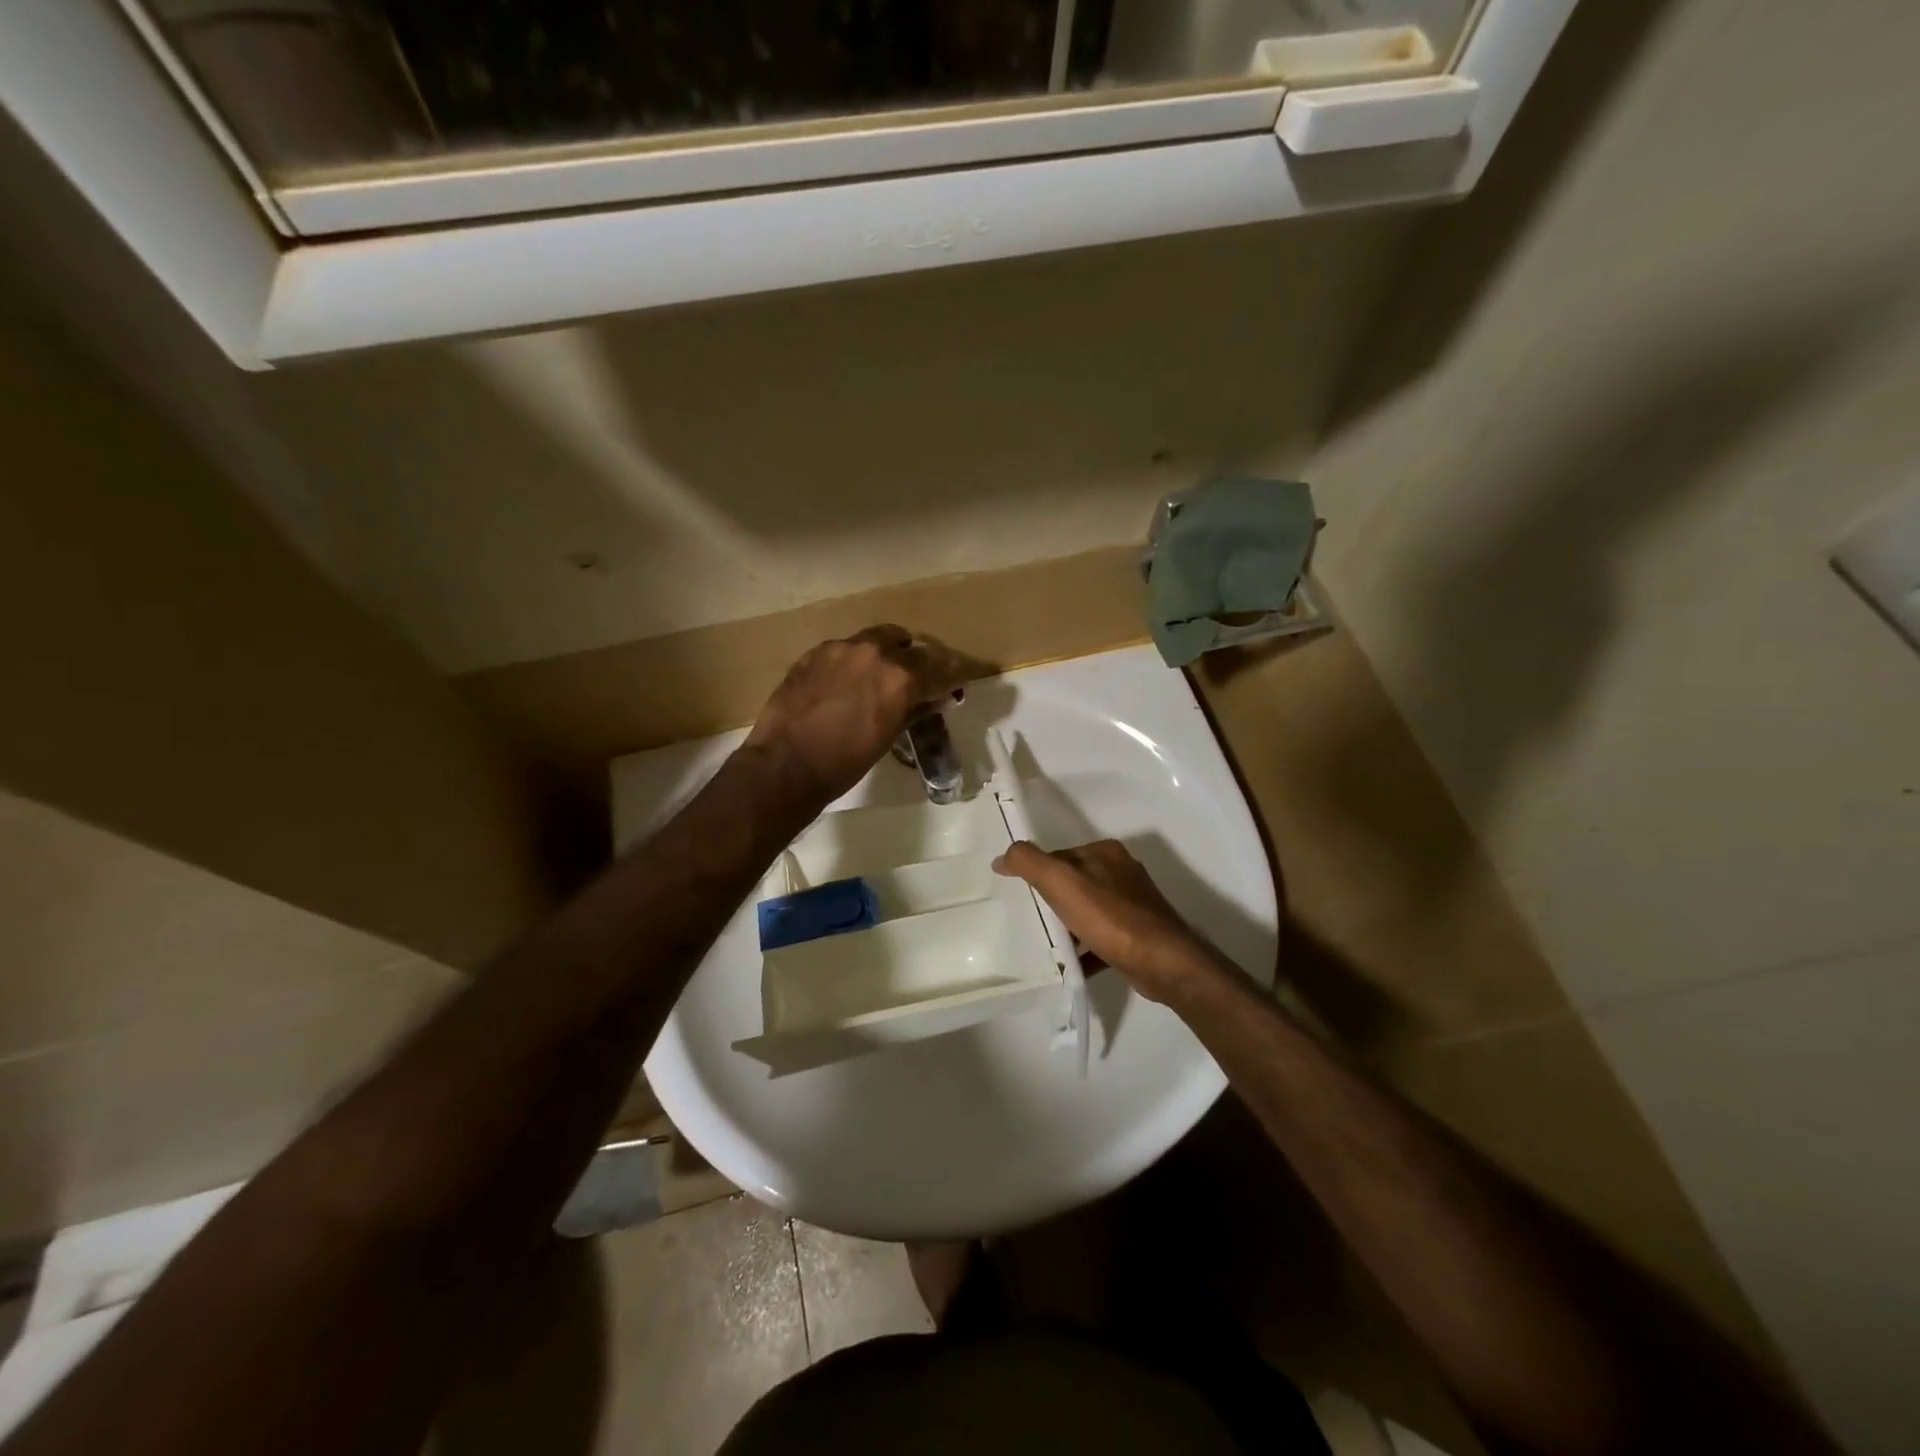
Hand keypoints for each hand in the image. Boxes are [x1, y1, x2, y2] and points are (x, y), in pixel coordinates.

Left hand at [744, 625, 967, 808]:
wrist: (786, 765)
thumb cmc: (845, 762)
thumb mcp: (888, 737)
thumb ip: (916, 710)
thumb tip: (939, 698)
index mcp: (900, 676)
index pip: (939, 668)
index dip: (952, 675)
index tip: (957, 682)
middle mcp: (874, 652)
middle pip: (910, 646)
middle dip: (921, 660)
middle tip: (924, 677)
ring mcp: (841, 648)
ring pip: (877, 639)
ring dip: (889, 651)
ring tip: (888, 670)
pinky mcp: (815, 652)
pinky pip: (847, 648)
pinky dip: (857, 659)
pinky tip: (851, 678)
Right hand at [992, 839, 1219, 1002]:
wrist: (1164, 963)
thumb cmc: (1110, 918)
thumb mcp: (1061, 883)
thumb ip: (1029, 863)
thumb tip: (1003, 856)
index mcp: (1105, 852)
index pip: (1060, 855)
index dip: (1037, 873)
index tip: (1019, 896)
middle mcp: (1121, 872)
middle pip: (1074, 882)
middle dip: (1052, 901)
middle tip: (1030, 921)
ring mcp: (1133, 904)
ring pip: (1088, 910)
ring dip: (1068, 926)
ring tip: (1046, 945)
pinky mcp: (1138, 934)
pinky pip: (1102, 937)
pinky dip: (1085, 949)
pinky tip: (1071, 965)